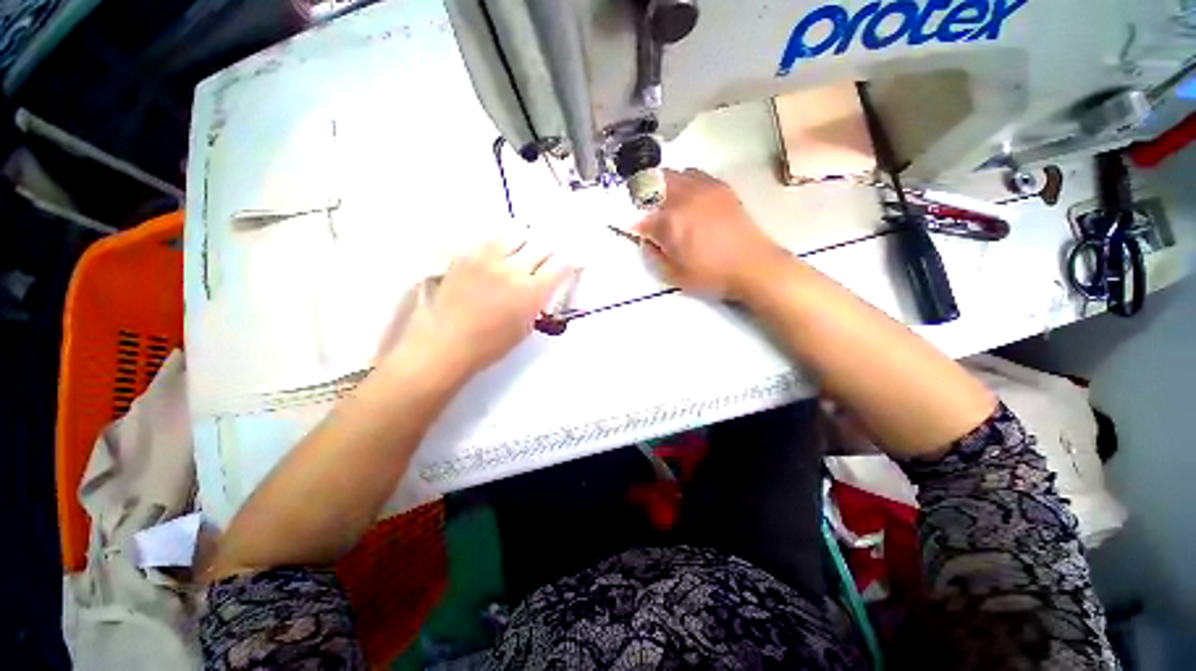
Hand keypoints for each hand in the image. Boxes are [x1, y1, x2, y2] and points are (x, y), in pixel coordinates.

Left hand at [388, 237, 571, 378]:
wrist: (446, 343)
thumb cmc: (490, 345)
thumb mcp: (525, 328)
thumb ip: (537, 303)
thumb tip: (542, 287)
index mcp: (532, 292)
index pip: (560, 266)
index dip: (568, 263)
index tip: (568, 265)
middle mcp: (514, 270)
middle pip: (541, 246)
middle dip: (548, 252)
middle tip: (545, 258)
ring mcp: (487, 260)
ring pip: (515, 236)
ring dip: (523, 244)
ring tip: (521, 251)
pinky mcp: (466, 256)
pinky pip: (489, 242)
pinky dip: (499, 246)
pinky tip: (496, 256)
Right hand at [635, 169, 786, 299]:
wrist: (752, 265)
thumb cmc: (711, 274)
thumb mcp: (675, 275)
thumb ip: (654, 255)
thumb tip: (646, 240)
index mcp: (671, 221)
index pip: (642, 217)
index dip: (635, 225)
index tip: (633, 231)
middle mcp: (684, 198)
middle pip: (655, 182)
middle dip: (645, 195)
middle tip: (646, 212)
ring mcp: (704, 189)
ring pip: (675, 174)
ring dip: (665, 186)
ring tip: (667, 203)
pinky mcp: (721, 188)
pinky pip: (696, 175)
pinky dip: (686, 183)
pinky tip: (689, 199)